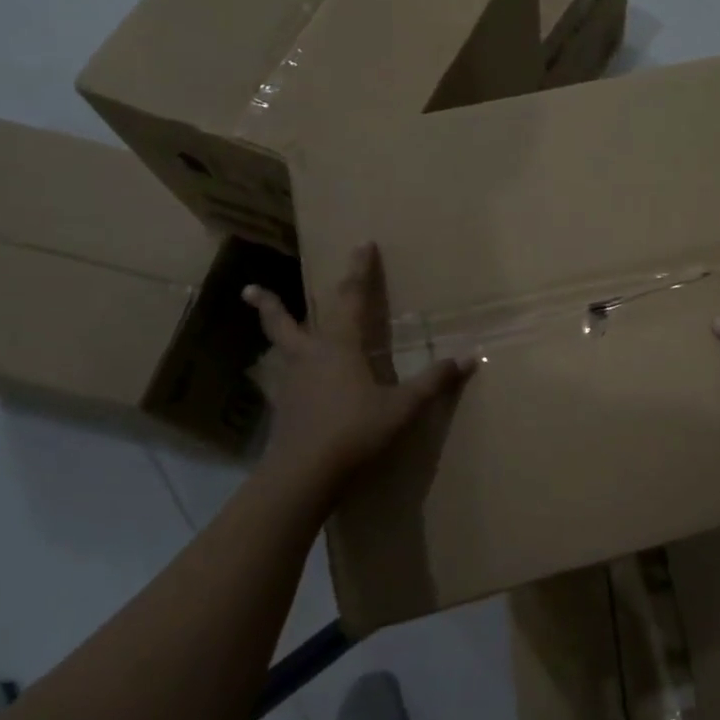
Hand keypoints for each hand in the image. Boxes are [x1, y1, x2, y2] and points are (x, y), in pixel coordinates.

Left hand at [243, 242, 471, 496]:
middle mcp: (309, 357)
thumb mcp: (402, 407)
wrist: (304, 475)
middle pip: (286, 323)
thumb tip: (469, 357)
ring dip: (271, 335)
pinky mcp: (284, 409)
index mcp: (339, 347)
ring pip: (278, 351)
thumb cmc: (355, 432)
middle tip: (250, 290)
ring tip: (265, 328)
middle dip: (271, 304)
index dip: (359, 270)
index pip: (351, 298)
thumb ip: (433, 381)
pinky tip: (284, 384)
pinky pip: (280, 382)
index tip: (362, 244)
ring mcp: (291, 384)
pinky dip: (280, 375)